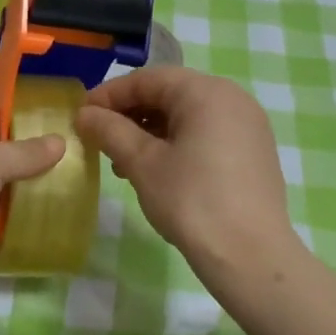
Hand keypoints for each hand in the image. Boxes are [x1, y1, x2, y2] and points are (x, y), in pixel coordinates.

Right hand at [75, 67, 295, 273]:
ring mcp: (248, 125)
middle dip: (130, 114)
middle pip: (169, 94)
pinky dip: (177, 144)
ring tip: (123, 163)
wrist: (250, 255)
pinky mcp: (254, 151)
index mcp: (206, 92)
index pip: (147, 79)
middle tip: (100, 140)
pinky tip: (157, 172)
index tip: (81, 116)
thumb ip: (110, 131)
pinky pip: (206, 133)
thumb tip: (85, 113)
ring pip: (187, 116)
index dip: (109, 95)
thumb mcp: (142, 163)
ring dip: (150, 131)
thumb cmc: (191, 201)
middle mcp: (232, 98)